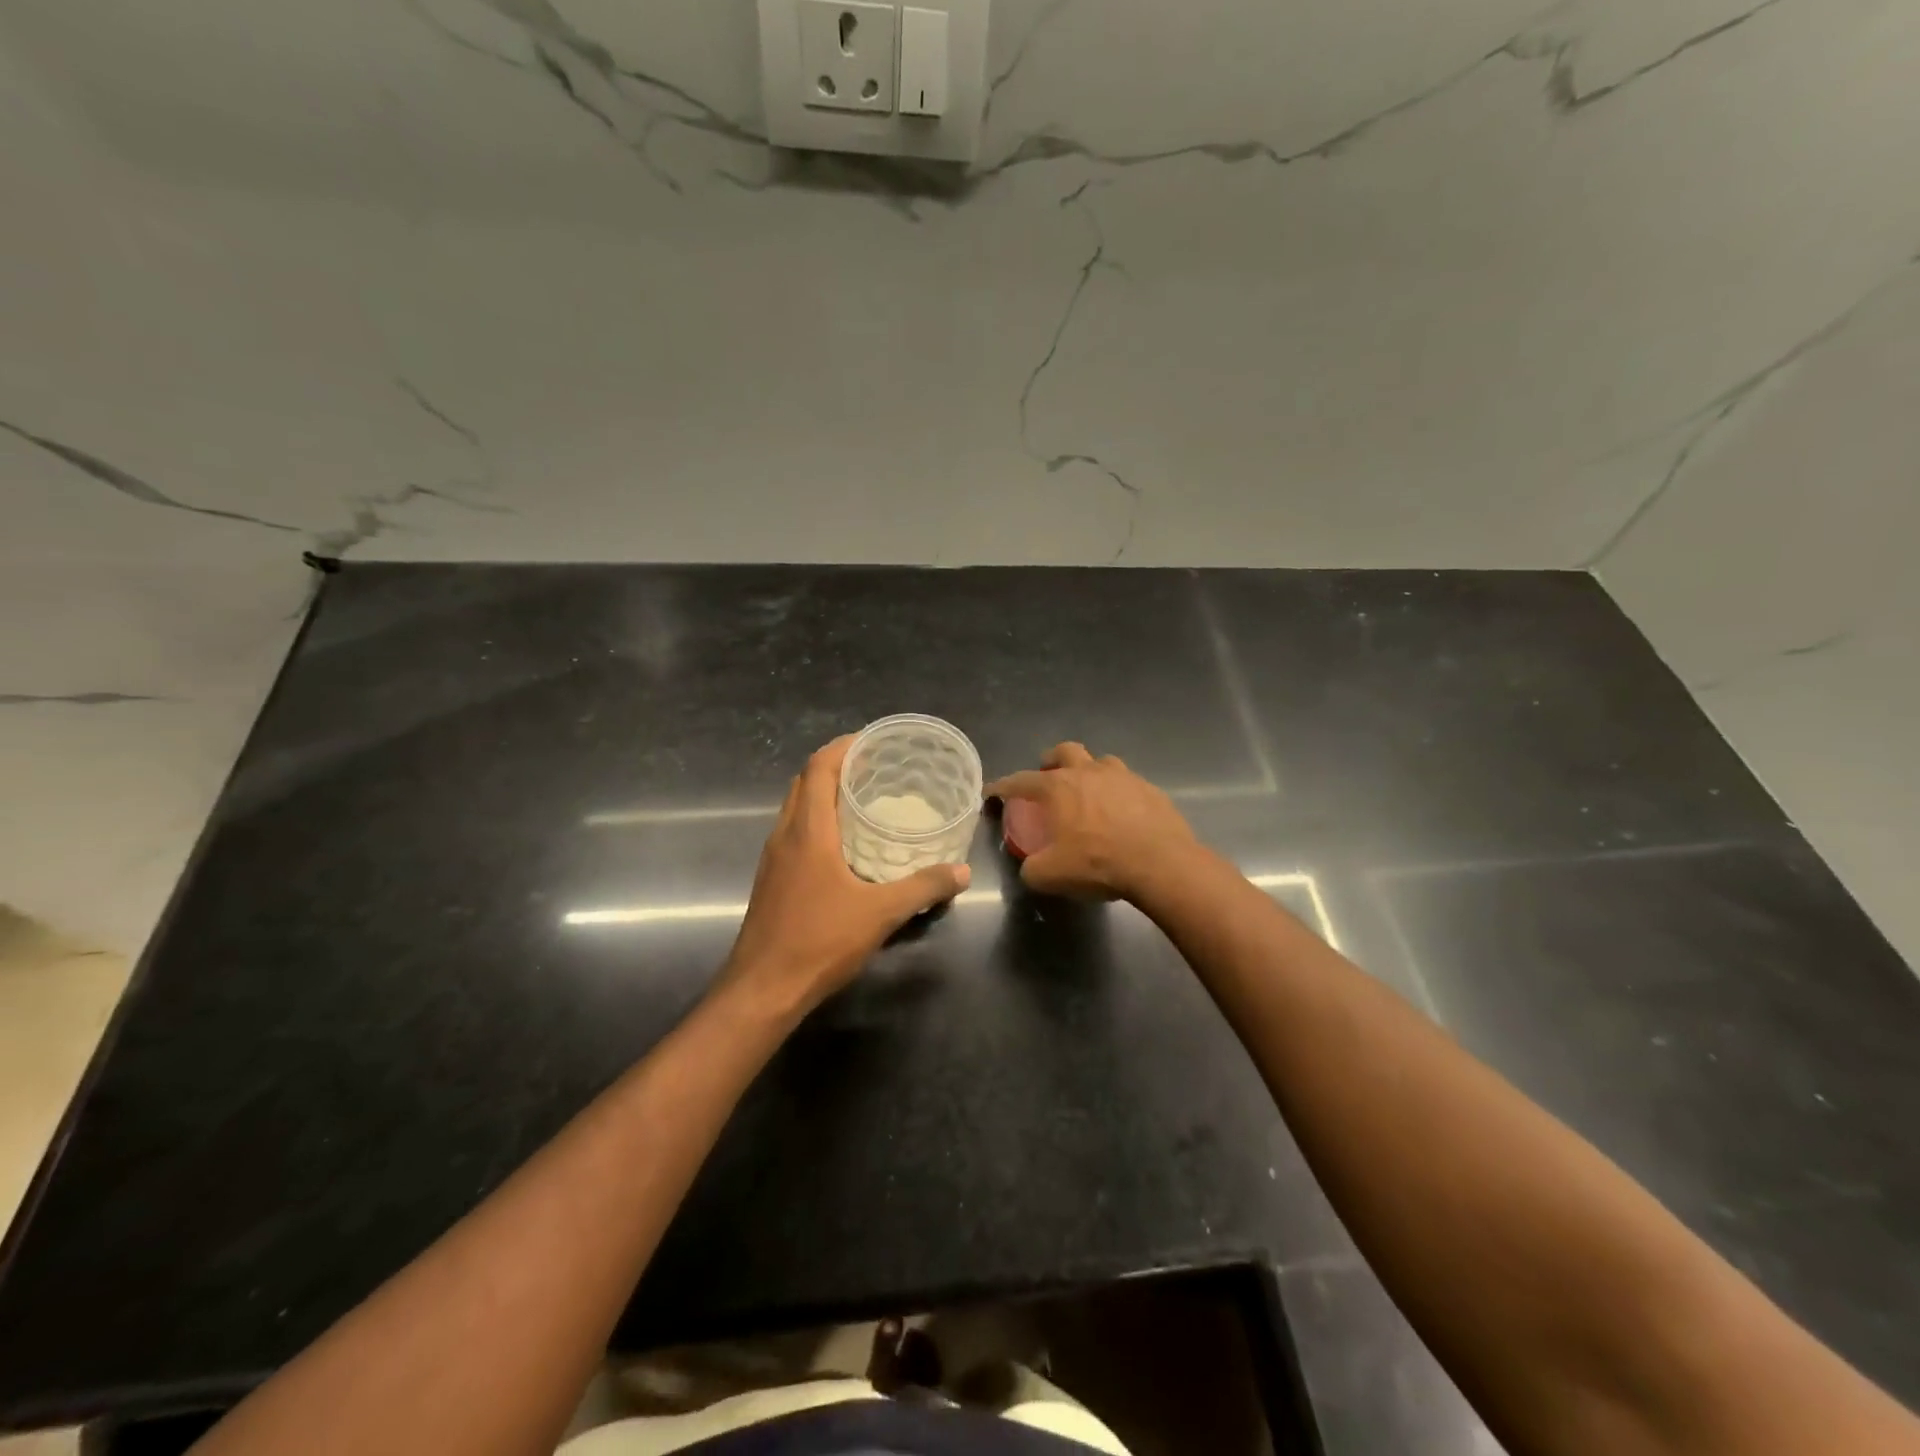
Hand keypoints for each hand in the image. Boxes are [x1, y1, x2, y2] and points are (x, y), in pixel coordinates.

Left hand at [721, 735, 970, 1016]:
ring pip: (796, 807)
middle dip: (836, 765)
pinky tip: (844, 843)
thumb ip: (923, 888)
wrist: (762, 989)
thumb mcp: (880, 913)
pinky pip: (794, 832)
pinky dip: (818, 821)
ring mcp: (774, 858)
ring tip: (864, 798)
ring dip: (824, 793)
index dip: (843, 747)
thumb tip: (961, 872)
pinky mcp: (772, 879)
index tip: (873, 741)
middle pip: (805, 782)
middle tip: (874, 767)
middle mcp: (785, 835)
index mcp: (808, 831)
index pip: (818, 768)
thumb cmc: (819, 941)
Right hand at [986, 742, 1196, 901]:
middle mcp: (1088, 772)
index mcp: (1058, 787)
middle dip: (1051, 760)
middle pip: (1065, 751)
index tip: (993, 792)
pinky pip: (1128, 783)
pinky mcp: (1150, 789)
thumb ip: (1032, 869)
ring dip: (1090, 772)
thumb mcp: (1051, 875)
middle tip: (1048, 777)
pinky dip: (1118, 793)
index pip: (1021, 781)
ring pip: (1101, 761)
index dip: (1003, 786)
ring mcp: (1123, 777)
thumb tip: (1030, 867)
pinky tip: (1122, 813)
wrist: (1160, 864)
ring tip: (1089, 793)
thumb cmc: (1098, 863)